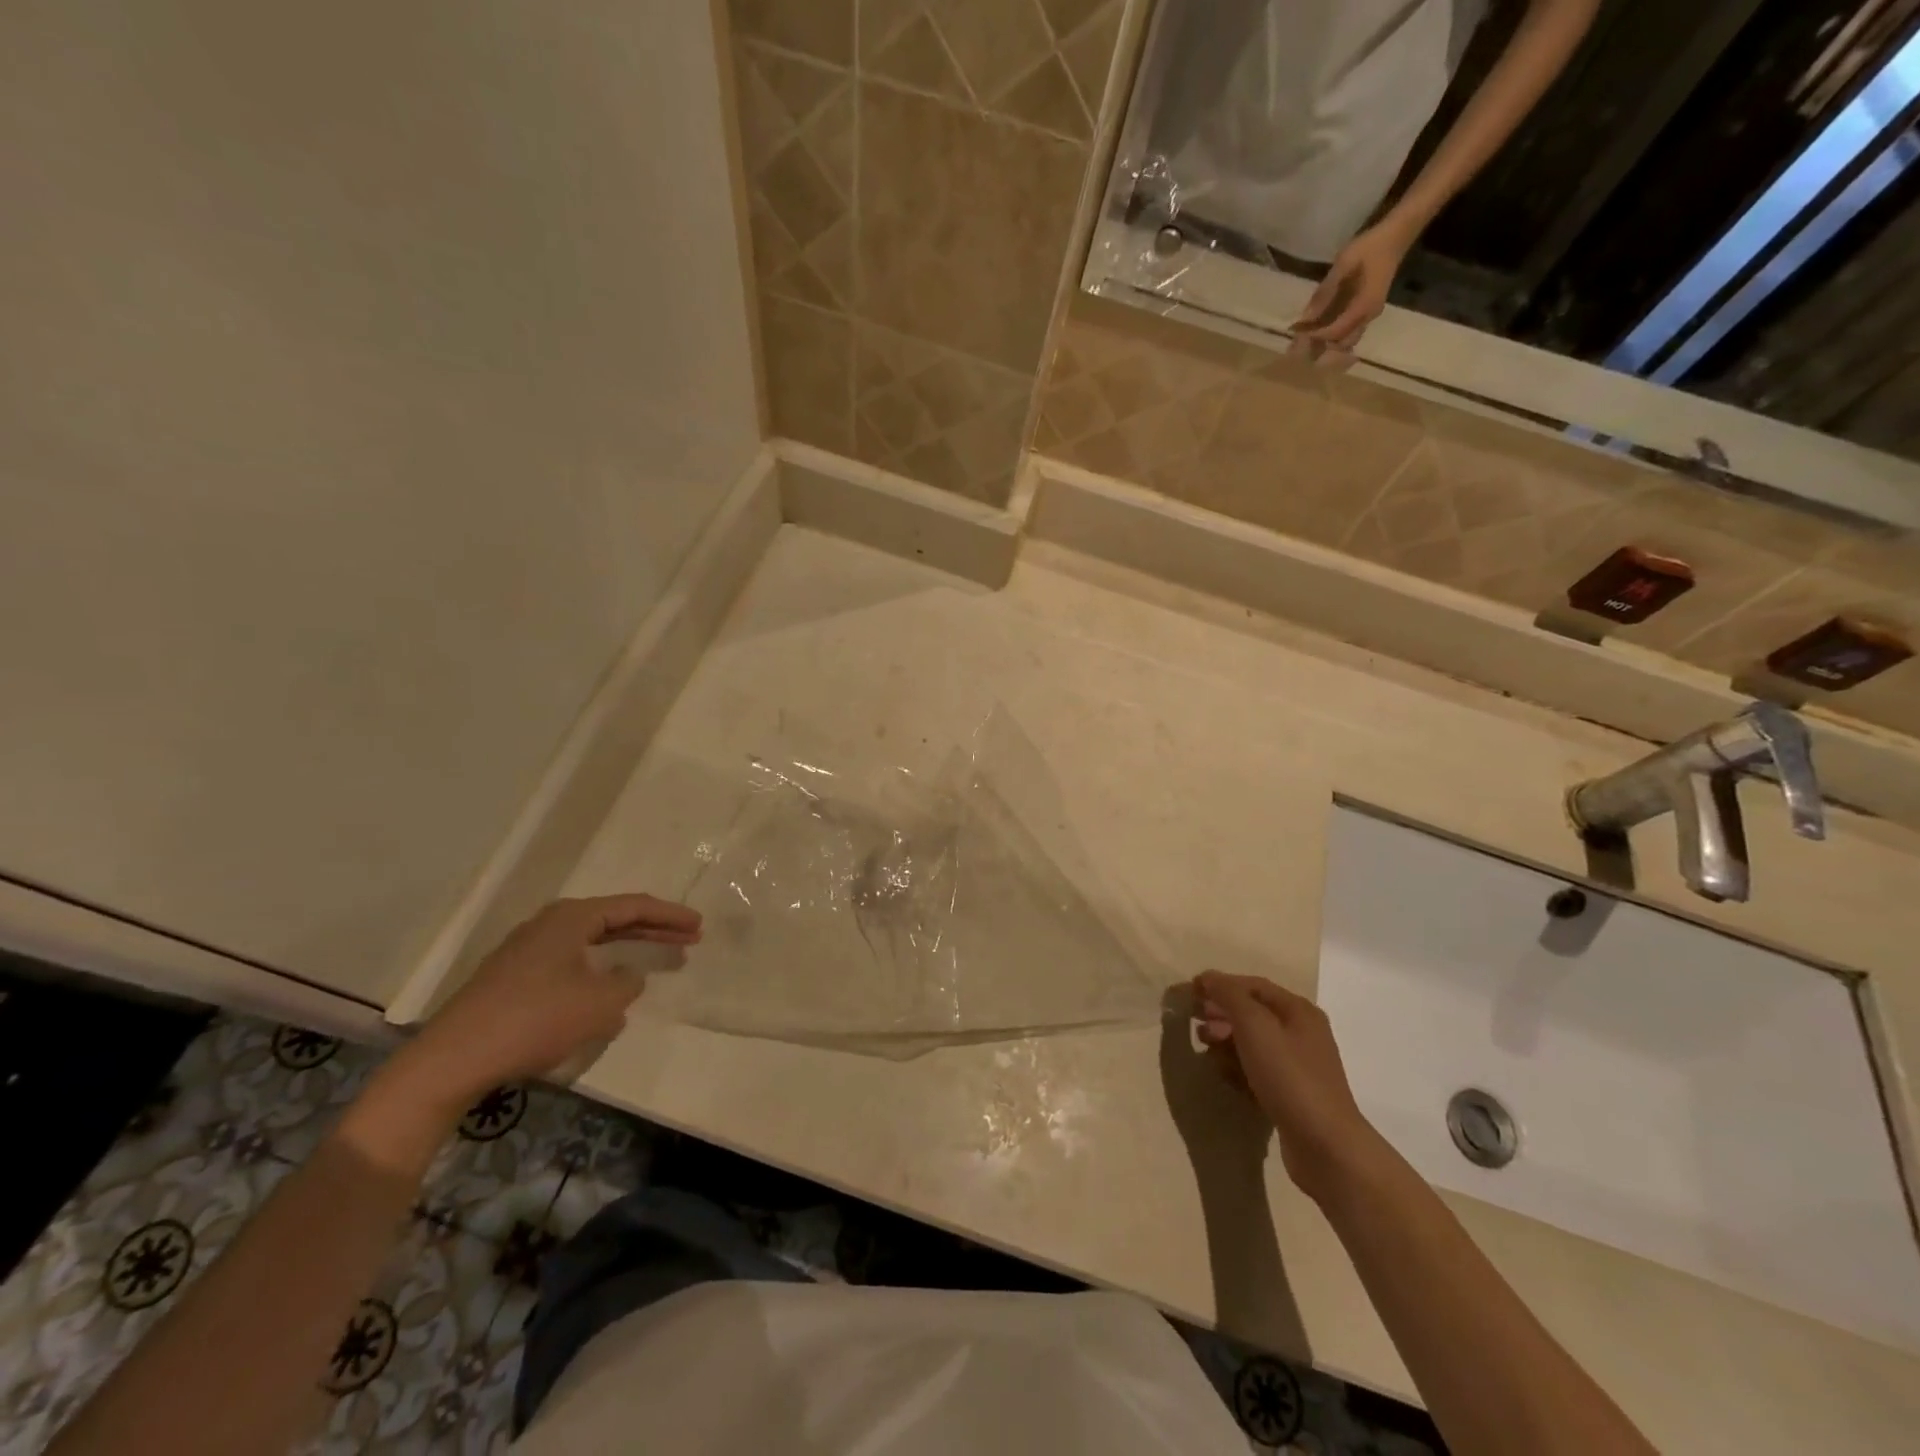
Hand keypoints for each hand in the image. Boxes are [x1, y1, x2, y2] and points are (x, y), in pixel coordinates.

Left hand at [397, 895, 701, 1106]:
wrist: (453, 1060)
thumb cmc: (535, 1021)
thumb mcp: (600, 1004)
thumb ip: (627, 984)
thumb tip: (627, 977)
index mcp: (571, 918)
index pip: (633, 907)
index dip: (670, 915)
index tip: (699, 925)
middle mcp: (549, 924)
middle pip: (614, 919)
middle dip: (653, 929)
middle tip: (689, 938)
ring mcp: (528, 951)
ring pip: (592, 942)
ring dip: (628, 949)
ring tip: (658, 959)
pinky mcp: (514, 978)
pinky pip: (572, 962)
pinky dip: (601, 968)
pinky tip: (610, 993)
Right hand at [1193, 971, 1382, 1203]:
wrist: (1325, 1146)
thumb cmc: (1288, 1076)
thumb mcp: (1254, 1025)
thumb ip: (1228, 995)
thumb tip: (1207, 978)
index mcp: (1298, 1010)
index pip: (1252, 985)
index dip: (1220, 985)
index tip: (1190, 993)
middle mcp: (1301, 1033)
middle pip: (1252, 1014)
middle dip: (1221, 1015)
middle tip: (1195, 1025)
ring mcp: (1298, 1066)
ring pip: (1252, 1044)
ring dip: (1225, 1043)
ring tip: (1207, 1052)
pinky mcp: (1290, 1095)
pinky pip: (1256, 1071)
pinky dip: (1237, 1069)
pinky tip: (1225, 1077)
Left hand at [1293, 220, 1414, 351]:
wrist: (1396, 236)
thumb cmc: (1370, 247)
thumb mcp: (1344, 264)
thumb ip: (1325, 291)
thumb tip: (1306, 316)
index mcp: (1363, 307)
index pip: (1335, 332)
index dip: (1314, 335)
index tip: (1296, 332)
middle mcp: (1368, 316)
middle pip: (1341, 344)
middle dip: (1320, 346)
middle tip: (1299, 342)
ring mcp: (1369, 315)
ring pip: (1346, 340)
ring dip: (1326, 343)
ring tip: (1306, 337)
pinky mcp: (1367, 311)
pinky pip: (1349, 331)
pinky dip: (1333, 334)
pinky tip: (1318, 329)